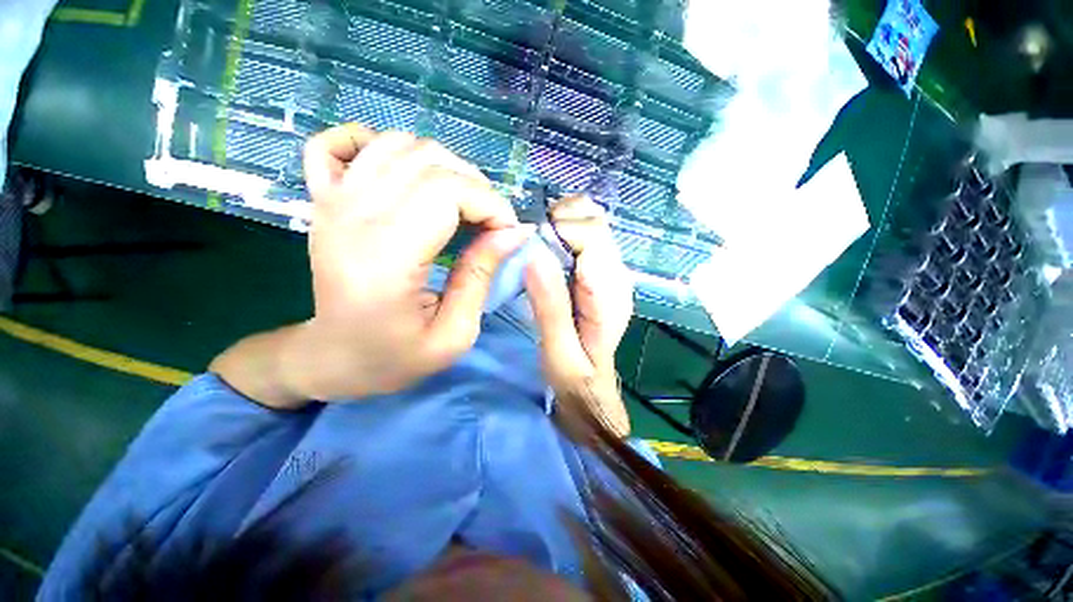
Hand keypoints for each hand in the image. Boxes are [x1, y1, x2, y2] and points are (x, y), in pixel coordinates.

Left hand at [212, 124, 529, 406]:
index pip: (447, 192)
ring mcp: (332, 201)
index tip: (509, 233)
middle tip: (491, 223)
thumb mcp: (454, 335)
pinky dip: (379, 143)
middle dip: (477, 187)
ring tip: (461, 204)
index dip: (491, 204)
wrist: (331, 358)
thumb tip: (514, 232)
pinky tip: (403, 174)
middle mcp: (353, 217)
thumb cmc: (394, 358)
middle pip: (429, 163)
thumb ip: (482, 276)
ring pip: (399, 144)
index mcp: (385, 258)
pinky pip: (342, 141)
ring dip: (444, 167)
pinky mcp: (323, 198)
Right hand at [524, 195, 633, 435]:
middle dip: (561, 221)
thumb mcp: (558, 351)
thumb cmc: (575, 378)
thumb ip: (550, 306)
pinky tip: (550, 252)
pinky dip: (565, 233)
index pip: (592, 235)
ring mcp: (612, 272)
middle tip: (533, 246)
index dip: (560, 229)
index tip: (532, 246)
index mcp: (609, 293)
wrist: (593, 391)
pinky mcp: (602, 274)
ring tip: (539, 247)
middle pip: (595, 221)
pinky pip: (586, 237)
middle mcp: (617, 275)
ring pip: (592, 223)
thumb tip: (535, 255)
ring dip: (562, 224)